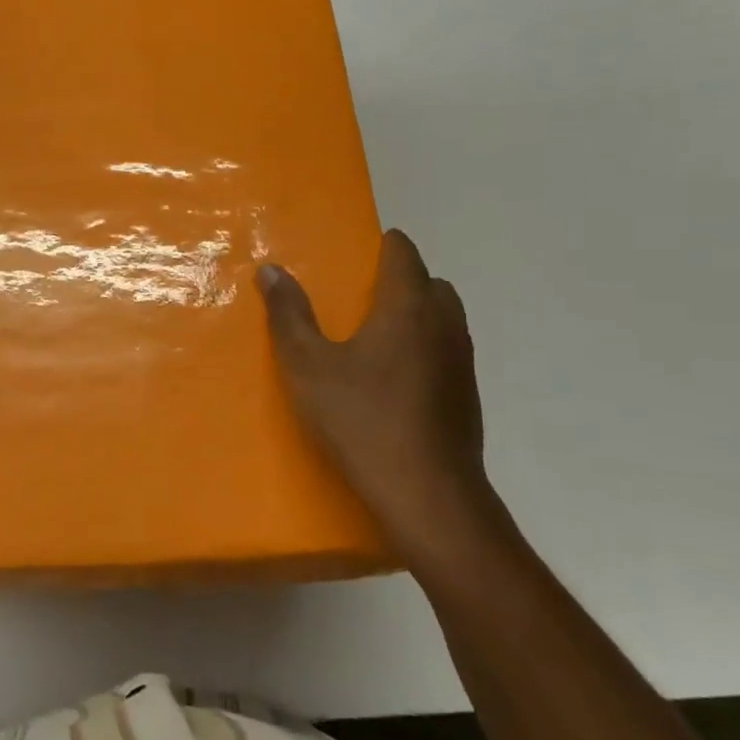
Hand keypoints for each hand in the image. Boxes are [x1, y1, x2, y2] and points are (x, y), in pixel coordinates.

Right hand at [258, 230, 508, 569]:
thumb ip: (289, 315)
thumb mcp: (308, 366)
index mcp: (409, 306)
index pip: (404, 253)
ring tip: (373, 338)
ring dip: (416, 314)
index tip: (353, 255)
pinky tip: (393, 380)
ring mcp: (463, 360)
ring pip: (443, 317)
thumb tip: (271, 269)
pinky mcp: (468, 394)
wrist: (427, 494)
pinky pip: (447, 350)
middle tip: (358, 298)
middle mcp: (445, 324)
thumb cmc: (362, 420)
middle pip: (429, 282)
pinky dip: (425, 347)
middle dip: (400, 279)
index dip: (381, 246)